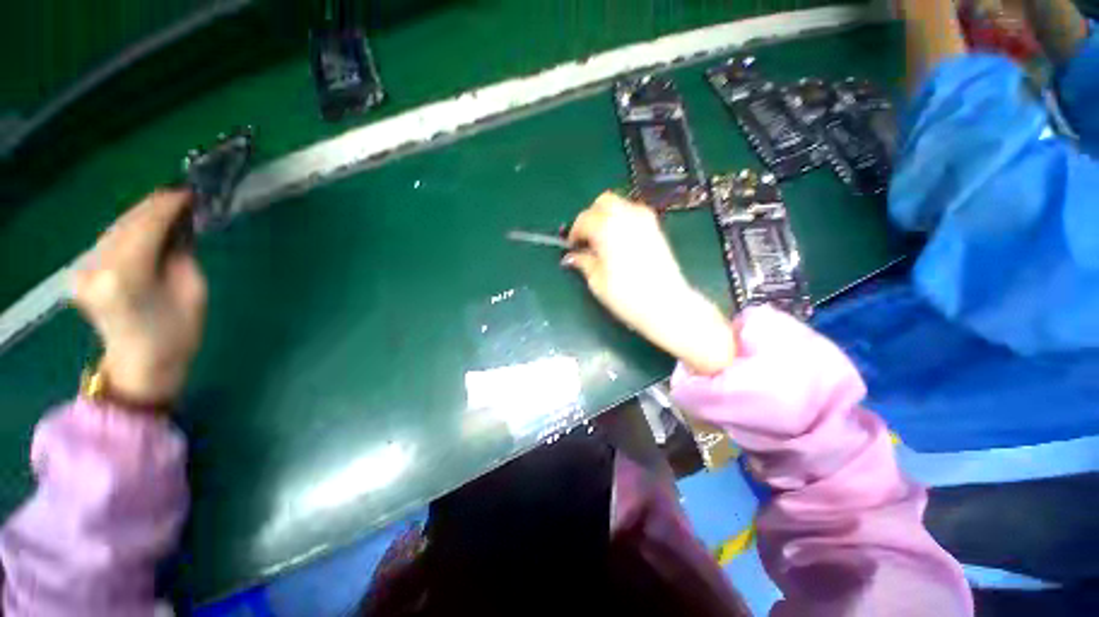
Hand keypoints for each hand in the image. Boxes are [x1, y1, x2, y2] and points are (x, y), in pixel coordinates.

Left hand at [73, 190, 206, 403]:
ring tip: (168, 209)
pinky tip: (147, 227)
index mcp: (127, 275)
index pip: (146, 225)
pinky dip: (130, 229)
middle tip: (182, 197)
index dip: (169, 205)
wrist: (141, 364)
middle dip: (155, 206)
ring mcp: (85, 269)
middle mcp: (97, 266)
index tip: (190, 193)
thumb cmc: (178, 332)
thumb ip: (180, 254)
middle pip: (127, 223)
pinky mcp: (83, 271)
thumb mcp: (192, 291)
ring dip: (142, 215)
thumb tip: (180, 225)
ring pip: (116, 227)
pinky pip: (110, 239)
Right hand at [563, 193, 735, 374]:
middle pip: (603, 202)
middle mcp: (626, 216)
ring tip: (603, 240)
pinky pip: (634, 213)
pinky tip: (620, 241)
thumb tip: (572, 257)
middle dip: (591, 216)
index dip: (574, 233)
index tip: (572, 247)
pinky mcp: (656, 228)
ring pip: (620, 204)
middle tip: (587, 239)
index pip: (584, 219)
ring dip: (607, 216)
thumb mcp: (597, 282)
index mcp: (607, 228)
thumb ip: (583, 263)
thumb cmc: (627, 295)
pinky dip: (622, 219)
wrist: (666, 303)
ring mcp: (644, 219)